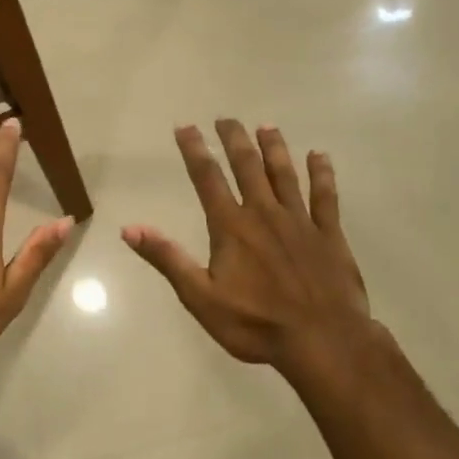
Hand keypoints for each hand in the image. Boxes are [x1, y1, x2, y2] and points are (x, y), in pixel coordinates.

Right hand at [123, 121, 379, 392]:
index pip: (207, 179)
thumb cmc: (256, 324)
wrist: (323, 340)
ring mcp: (300, 221)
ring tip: (266, 126)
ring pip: (285, 174)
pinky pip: (325, 196)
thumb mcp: (200, 297)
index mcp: (231, 227)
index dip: (195, 151)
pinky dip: (322, 174)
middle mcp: (264, 214)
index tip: (185, 127)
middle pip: (247, 167)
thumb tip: (130, 228)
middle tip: (226, 118)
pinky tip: (320, 156)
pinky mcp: (329, 235)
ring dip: (274, 148)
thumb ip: (168, 259)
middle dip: (234, 140)